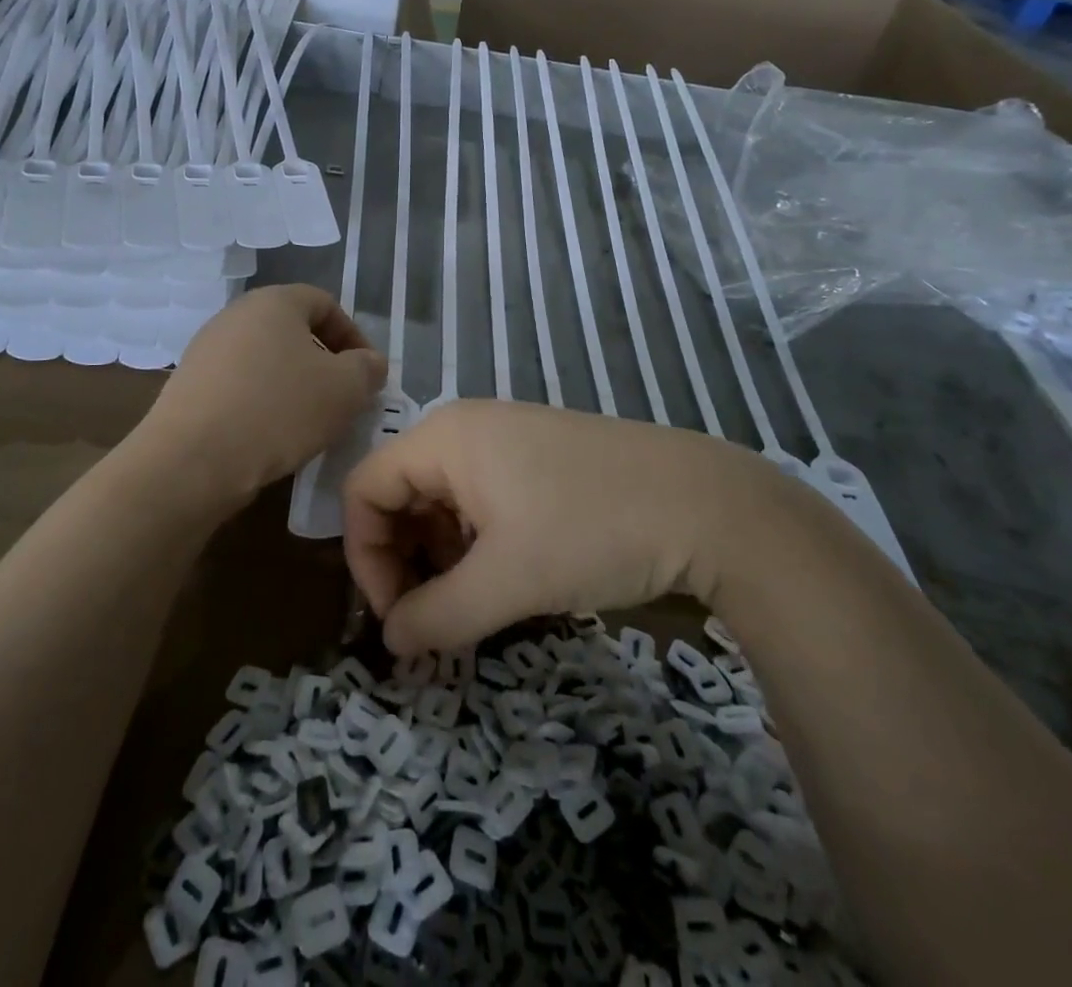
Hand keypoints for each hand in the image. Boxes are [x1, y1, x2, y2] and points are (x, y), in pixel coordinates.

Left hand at [142, 285, 386, 511]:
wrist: (192, 460)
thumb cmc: (278, 410)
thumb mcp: (344, 390)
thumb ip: (367, 369)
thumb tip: (370, 362)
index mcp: (274, 301)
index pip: (324, 303)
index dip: (353, 335)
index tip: (366, 373)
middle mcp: (236, 315)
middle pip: (292, 330)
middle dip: (323, 362)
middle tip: (342, 398)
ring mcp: (207, 349)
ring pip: (265, 359)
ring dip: (293, 385)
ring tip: (308, 422)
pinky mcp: (189, 385)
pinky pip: (239, 384)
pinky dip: (261, 402)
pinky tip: (270, 436)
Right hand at [343, 399, 794, 654]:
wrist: (706, 503)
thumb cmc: (592, 531)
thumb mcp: (508, 582)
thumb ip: (437, 616)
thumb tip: (392, 643)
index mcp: (444, 437)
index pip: (365, 488)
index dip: (366, 556)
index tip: (396, 617)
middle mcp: (465, 427)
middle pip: (400, 492)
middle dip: (403, 559)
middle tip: (431, 619)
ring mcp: (505, 439)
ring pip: (441, 499)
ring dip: (440, 555)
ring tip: (471, 603)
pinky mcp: (537, 457)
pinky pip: (479, 497)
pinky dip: (475, 541)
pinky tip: (506, 576)